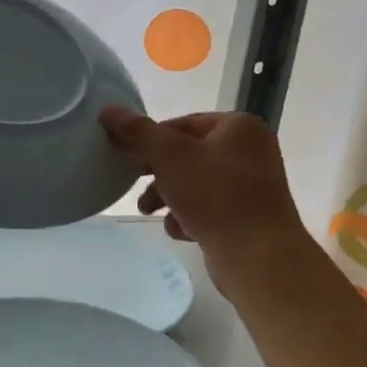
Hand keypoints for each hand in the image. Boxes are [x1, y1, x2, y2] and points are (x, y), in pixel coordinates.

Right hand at [100, 106, 308, 295]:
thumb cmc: (215, 195)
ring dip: (167, 196)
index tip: (126, 155)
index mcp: (239, 127)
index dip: (150, 137)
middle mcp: (250, 152)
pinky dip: (188, 216)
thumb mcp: (169, 156)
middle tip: (131, 181)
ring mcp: (250, 186)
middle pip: (187, 154)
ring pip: (194, 183)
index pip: (183, 123)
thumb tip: (108, 109)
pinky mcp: (246, 217)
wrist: (258, 256)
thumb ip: (137, 131)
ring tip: (148, 211)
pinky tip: (180, 230)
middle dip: (156, 171)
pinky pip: (208, 208)